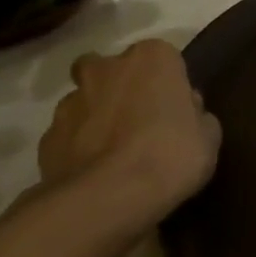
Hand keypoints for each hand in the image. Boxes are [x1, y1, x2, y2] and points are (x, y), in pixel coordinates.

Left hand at [38, 38, 221, 237]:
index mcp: (152, 59)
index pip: (163, 58)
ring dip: (97, 116)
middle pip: (111, 69)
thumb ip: (196, 115)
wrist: (110, 197)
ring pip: (85, 100)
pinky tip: (96, 171)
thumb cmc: (172, 155)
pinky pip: (68, 135)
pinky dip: (79, 147)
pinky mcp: (47, 137)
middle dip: (120, 87)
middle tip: (140, 119)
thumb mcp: (208, 136)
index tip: (176, 109)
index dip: (169, 83)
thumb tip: (186, 110)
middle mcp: (106, 69)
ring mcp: (70, 102)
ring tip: (116, 152)